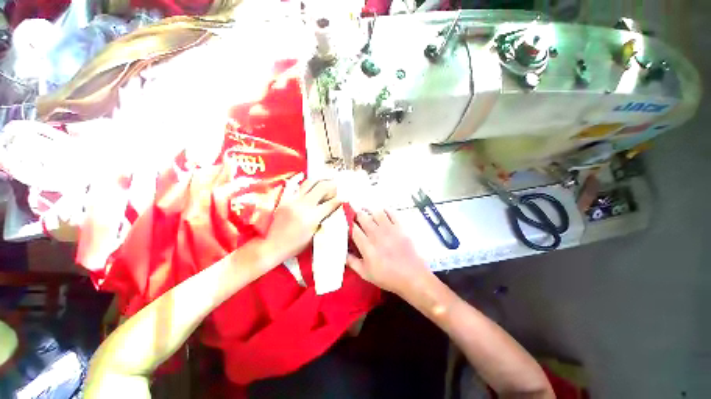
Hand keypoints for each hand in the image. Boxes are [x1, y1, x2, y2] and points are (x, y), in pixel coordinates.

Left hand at [259, 178, 341, 268]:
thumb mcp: (314, 236)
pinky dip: (302, 180)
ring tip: (326, 179)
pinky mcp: (284, 199)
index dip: (340, 199)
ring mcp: (293, 200)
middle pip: (322, 187)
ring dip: (320, 180)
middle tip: (337, 184)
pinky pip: (294, 185)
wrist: (272, 246)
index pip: (331, 203)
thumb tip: (332, 211)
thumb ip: (324, 221)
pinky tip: (306, 178)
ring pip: (309, 183)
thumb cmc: (295, 246)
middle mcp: (304, 205)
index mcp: (312, 217)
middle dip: (332, 184)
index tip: (345, 197)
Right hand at [347, 210, 432, 295]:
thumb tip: (342, 253)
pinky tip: (382, 212)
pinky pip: (391, 213)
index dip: (348, 224)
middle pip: (363, 217)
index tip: (347, 223)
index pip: (353, 229)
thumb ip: (352, 262)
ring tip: (366, 211)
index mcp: (367, 246)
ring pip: (376, 212)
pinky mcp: (400, 227)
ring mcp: (389, 229)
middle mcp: (376, 234)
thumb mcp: (366, 274)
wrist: (412, 276)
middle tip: (356, 216)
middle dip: (357, 214)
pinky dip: (385, 210)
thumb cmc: (387, 277)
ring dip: (370, 210)